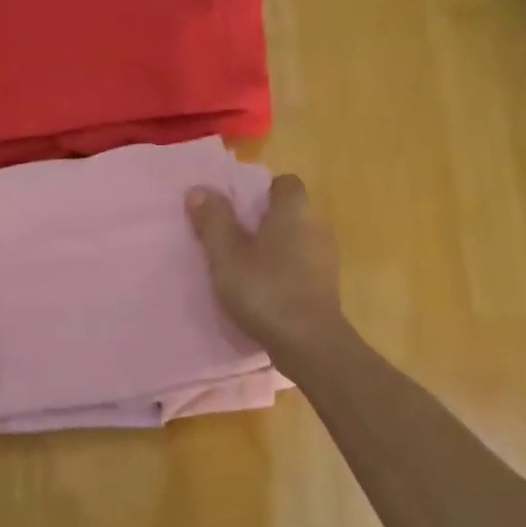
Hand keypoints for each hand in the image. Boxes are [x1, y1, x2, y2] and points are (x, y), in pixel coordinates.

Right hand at [186, 174, 352, 372]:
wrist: (310, 343)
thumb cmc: (266, 291)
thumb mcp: (227, 256)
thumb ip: (213, 222)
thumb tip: (199, 190)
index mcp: (294, 211)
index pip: (284, 183)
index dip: (261, 190)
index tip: (236, 208)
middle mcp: (316, 226)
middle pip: (289, 211)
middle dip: (263, 220)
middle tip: (232, 237)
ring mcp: (325, 258)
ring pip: (296, 239)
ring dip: (274, 247)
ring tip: (244, 265)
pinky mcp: (326, 285)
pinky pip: (301, 264)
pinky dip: (284, 269)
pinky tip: (264, 289)